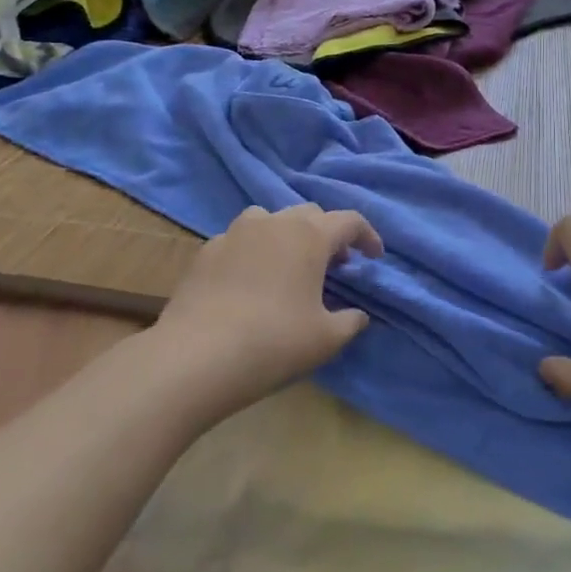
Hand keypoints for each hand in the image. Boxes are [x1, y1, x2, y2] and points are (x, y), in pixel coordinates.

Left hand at [155, 204, 383, 418]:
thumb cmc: (274, 342)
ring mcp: (234, 233)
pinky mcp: (205, 251)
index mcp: (309, 236)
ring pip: (270, 220)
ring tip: (290, 266)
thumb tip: (358, 315)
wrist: (196, 356)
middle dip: (328, 235)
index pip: (349, 221)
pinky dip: (254, 251)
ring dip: (288, 235)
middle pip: (310, 215)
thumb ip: (350, 322)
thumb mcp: (326, 339)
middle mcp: (273, 223)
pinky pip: (239, 240)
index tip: (374, 257)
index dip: (367, 236)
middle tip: (336, 265)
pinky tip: (250, 282)